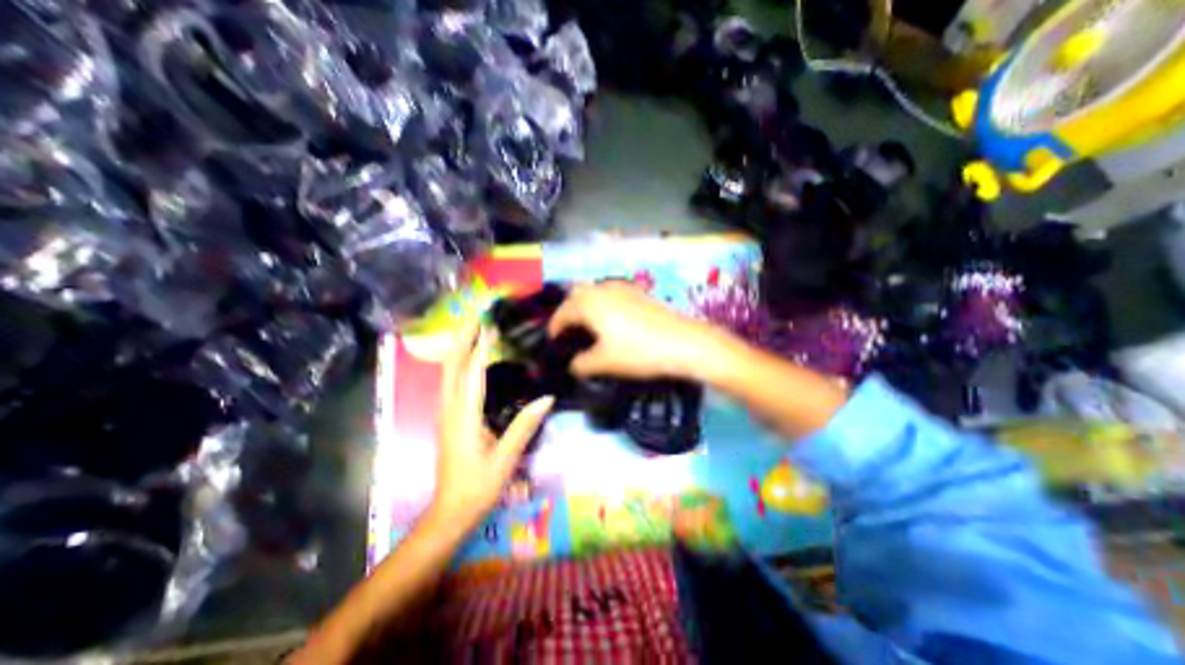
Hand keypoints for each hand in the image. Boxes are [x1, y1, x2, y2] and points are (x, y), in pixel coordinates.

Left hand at [433, 321, 551, 529]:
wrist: (450, 513)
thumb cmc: (478, 487)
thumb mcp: (506, 458)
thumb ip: (525, 425)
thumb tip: (548, 397)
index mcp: (463, 416)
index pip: (472, 372)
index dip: (482, 345)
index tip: (492, 323)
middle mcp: (449, 409)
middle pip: (451, 365)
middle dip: (462, 338)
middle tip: (477, 316)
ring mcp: (446, 413)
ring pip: (448, 373)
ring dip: (459, 348)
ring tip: (475, 330)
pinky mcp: (449, 418)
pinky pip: (452, 383)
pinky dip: (459, 364)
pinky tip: (472, 361)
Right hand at [548, 281, 720, 378]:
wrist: (684, 342)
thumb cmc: (639, 351)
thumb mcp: (605, 363)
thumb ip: (581, 364)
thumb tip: (573, 365)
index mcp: (589, 303)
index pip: (563, 313)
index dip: (555, 328)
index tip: (553, 342)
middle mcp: (603, 289)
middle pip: (576, 294)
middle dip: (568, 311)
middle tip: (569, 331)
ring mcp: (623, 288)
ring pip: (595, 291)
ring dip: (586, 305)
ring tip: (589, 326)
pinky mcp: (639, 292)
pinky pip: (611, 293)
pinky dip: (604, 303)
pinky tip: (613, 320)